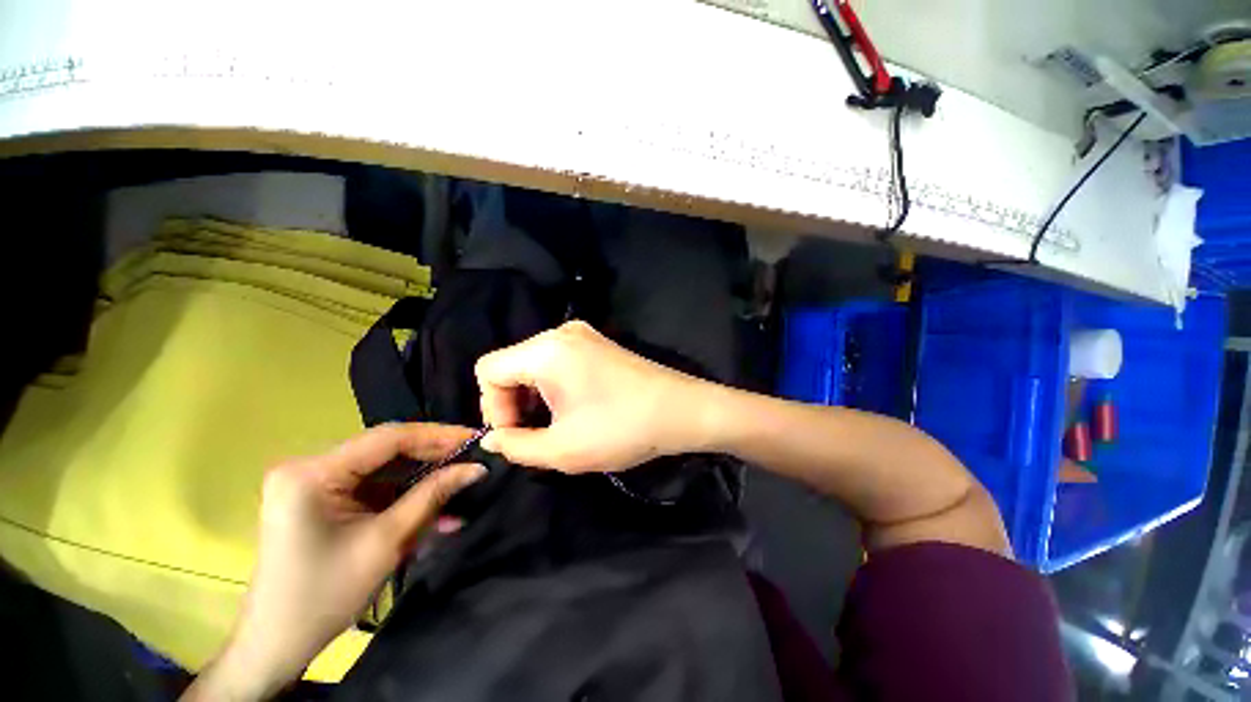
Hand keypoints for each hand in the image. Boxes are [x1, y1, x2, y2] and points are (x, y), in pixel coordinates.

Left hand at [182, 423, 485, 700]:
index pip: (388, 438)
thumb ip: (433, 496)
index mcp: (312, 473)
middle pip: (386, 449)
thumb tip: (477, 468)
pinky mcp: (322, 496)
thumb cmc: (326, 596)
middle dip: (433, 456)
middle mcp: (309, 466)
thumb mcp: (387, 542)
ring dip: (422, 477)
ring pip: (384, 466)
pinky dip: (404, 493)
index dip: (438, 435)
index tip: (475, 439)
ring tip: (459, 483)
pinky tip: (433, 505)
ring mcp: (314, 480)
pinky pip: (374, 485)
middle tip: (472, 460)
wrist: (277, 643)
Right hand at [475, 321, 713, 472]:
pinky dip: (553, 387)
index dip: (492, 407)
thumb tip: (492, 438)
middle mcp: (561, 333)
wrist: (681, 410)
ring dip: (533, 397)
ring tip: (553, 427)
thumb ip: (516, 446)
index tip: (516, 435)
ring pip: (534, 364)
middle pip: (511, 365)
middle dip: (512, 403)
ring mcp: (583, 335)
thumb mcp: (562, 449)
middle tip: (533, 436)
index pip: (488, 370)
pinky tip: (571, 410)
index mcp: (546, 350)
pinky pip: (558, 362)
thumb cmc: (621, 429)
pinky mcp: (599, 344)